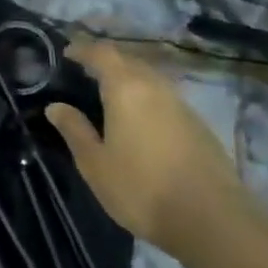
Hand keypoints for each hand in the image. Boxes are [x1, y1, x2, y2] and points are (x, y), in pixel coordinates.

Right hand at [46, 40, 241, 257]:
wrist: (212, 219)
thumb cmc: (142, 189)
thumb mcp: (96, 164)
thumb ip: (75, 130)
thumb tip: (56, 106)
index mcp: (126, 88)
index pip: (102, 52)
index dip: (83, 49)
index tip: (67, 54)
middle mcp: (155, 86)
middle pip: (128, 60)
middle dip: (106, 61)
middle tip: (85, 74)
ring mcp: (181, 103)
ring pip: (149, 78)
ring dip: (128, 79)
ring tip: (110, 97)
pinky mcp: (198, 123)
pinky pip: (164, 97)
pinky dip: (146, 97)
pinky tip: (140, 121)